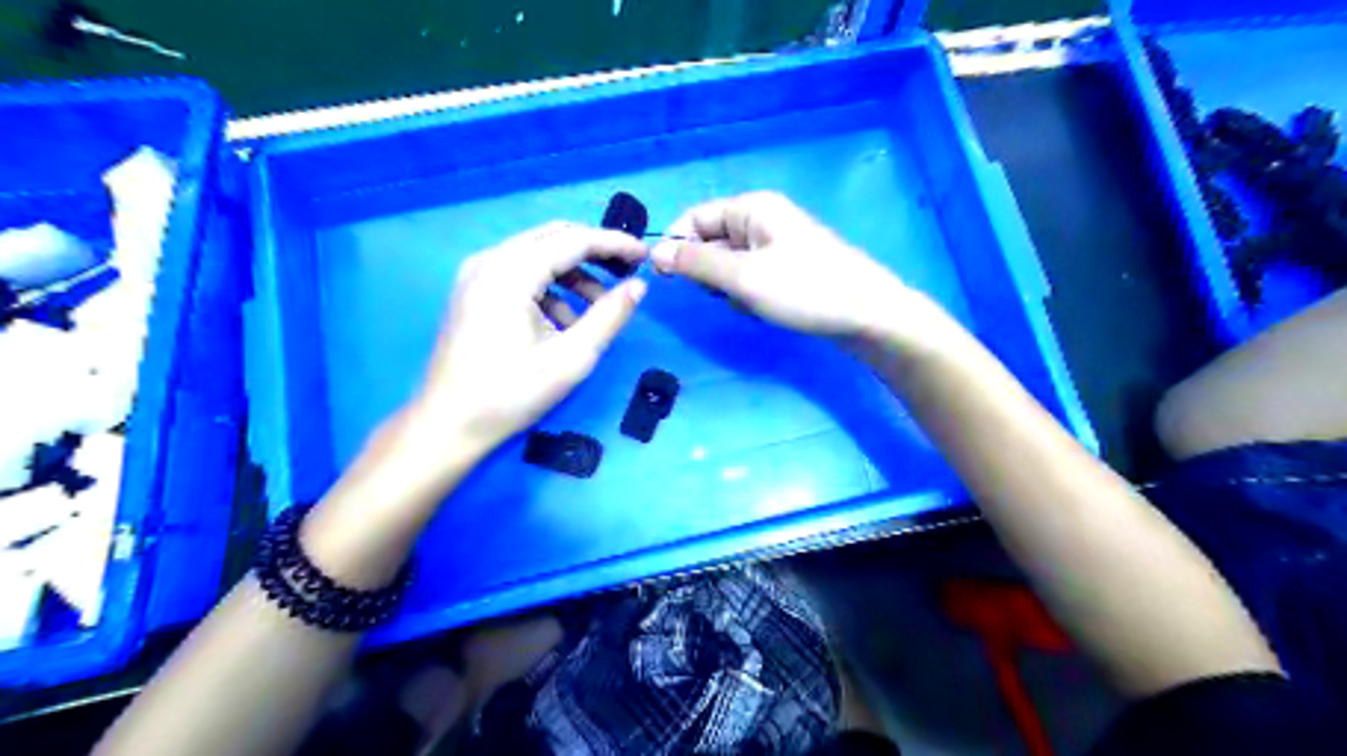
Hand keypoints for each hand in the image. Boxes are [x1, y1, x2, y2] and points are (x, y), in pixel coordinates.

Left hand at [409, 223, 642, 456]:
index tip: (646, 256)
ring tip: (600, 307)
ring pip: (538, 253)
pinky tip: (565, 322)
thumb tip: (639, 286)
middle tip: (628, 274)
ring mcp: (477, 274)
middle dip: (595, 252)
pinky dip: (550, 287)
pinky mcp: (474, 291)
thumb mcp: (572, 357)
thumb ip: (609, 316)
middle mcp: (490, 260)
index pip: (574, 240)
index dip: (614, 244)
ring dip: (574, 273)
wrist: (448, 424)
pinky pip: (521, 272)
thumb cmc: (511, 393)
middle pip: (554, 238)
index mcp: (511, 272)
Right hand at [646, 191, 921, 338]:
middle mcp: (762, 219)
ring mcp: (776, 245)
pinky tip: (766, 308)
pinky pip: (750, 278)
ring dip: (729, 287)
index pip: (695, 217)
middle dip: (709, 272)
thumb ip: (695, 263)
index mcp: (752, 208)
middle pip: (711, 241)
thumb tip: (654, 253)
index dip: (677, 245)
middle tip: (727, 293)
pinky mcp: (786, 269)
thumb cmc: (804, 289)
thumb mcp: (742, 277)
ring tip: (751, 302)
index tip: (668, 279)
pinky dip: (748, 294)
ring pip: (729, 264)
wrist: (867, 316)